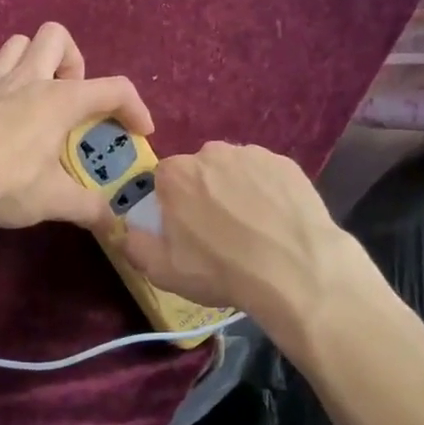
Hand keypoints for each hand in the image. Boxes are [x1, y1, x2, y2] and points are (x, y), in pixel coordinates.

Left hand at [0, 22, 152, 229]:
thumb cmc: (7, 184)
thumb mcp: (55, 201)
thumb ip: (90, 209)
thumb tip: (115, 226)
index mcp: (61, 101)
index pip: (114, 89)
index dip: (135, 107)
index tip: (139, 131)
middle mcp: (29, 79)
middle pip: (57, 36)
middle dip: (71, 61)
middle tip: (69, 98)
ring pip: (16, 42)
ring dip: (30, 61)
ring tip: (32, 95)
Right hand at [112, 141, 374, 325]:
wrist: (296, 270)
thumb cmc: (221, 270)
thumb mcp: (163, 271)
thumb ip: (135, 246)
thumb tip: (127, 232)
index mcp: (176, 174)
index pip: (164, 180)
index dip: (172, 205)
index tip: (184, 230)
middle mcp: (211, 153)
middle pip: (199, 171)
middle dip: (204, 194)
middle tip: (219, 232)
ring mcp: (252, 155)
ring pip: (234, 170)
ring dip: (235, 190)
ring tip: (252, 228)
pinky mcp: (286, 164)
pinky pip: (266, 175)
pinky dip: (267, 191)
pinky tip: (276, 220)